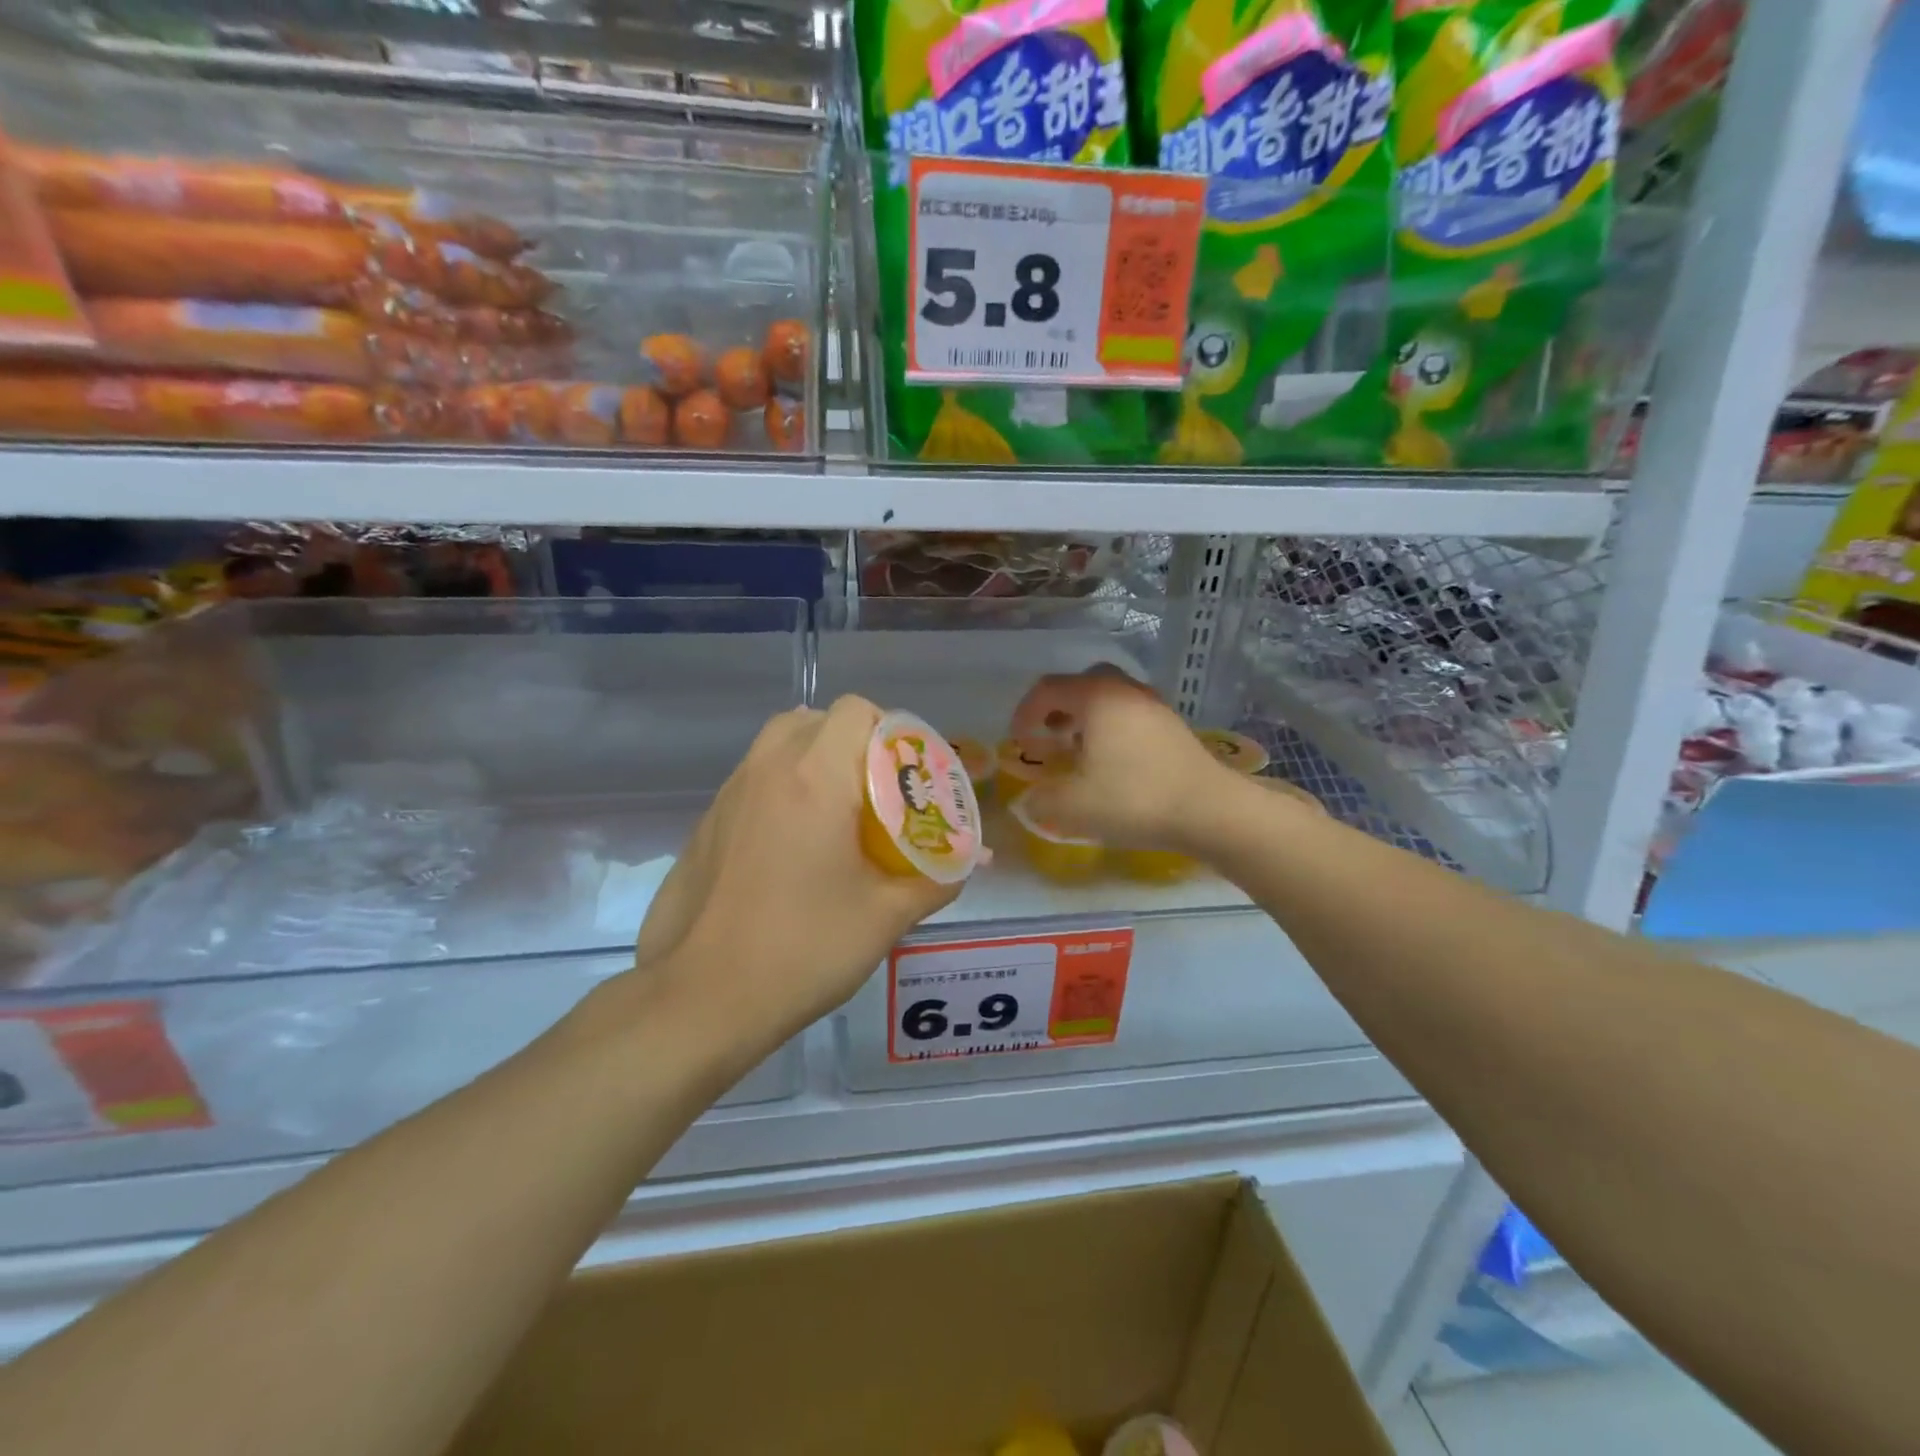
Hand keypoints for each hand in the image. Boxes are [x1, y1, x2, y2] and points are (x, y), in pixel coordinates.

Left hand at [629, 695, 962, 1061]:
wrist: (701, 999)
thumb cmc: (803, 950)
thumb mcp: (885, 917)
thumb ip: (935, 879)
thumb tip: (968, 861)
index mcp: (815, 777)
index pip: (854, 710)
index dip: (889, 730)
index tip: (908, 773)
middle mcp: (766, 769)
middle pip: (815, 719)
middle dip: (853, 743)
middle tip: (876, 792)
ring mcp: (728, 794)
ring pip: (779, 745)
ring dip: (814, 760)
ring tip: (838, 814)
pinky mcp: (706, 823)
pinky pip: (754, 779)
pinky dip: (782, 787)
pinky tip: (794, 846)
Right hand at [1016, 670, 1322, 853]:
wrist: (1210, 810)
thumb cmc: (1134, 799)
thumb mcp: (1073, 807)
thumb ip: (1041, 800)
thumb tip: (1030, 800)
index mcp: (1097, 698)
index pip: (1048, 689)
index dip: (1025, 712)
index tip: (1018, 741)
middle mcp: (1125, 690)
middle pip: (1083, 683)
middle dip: (1059, 707)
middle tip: (1049, 735)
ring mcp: (1154, 706)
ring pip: (1110, 697)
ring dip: (1086, 718)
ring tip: (1078, 751)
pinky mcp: (1173, 726)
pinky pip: (1131, 714)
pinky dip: (1111, 728)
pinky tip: (1113, 763)